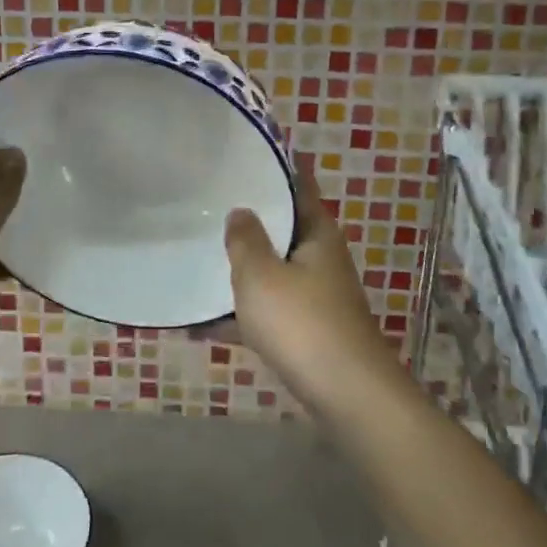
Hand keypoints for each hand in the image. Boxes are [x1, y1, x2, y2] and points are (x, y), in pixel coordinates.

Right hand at [224, 157, 397, 414]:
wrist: (347, 396)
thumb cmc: (302, 323)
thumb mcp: (261, 275)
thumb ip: (245, 240)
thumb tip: (241, 211)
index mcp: (317, 233)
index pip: (300, 185)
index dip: (281, 165)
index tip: (253, 151)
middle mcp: (321, 258)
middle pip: (284, 227)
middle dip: (252, 218)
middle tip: (211, 201)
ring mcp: (317, 296)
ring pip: (274, 271)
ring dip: (242, 268)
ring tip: (199, 256)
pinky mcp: (308, 331)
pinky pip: (268, 310)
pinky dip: (240, 313)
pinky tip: (200, 324)